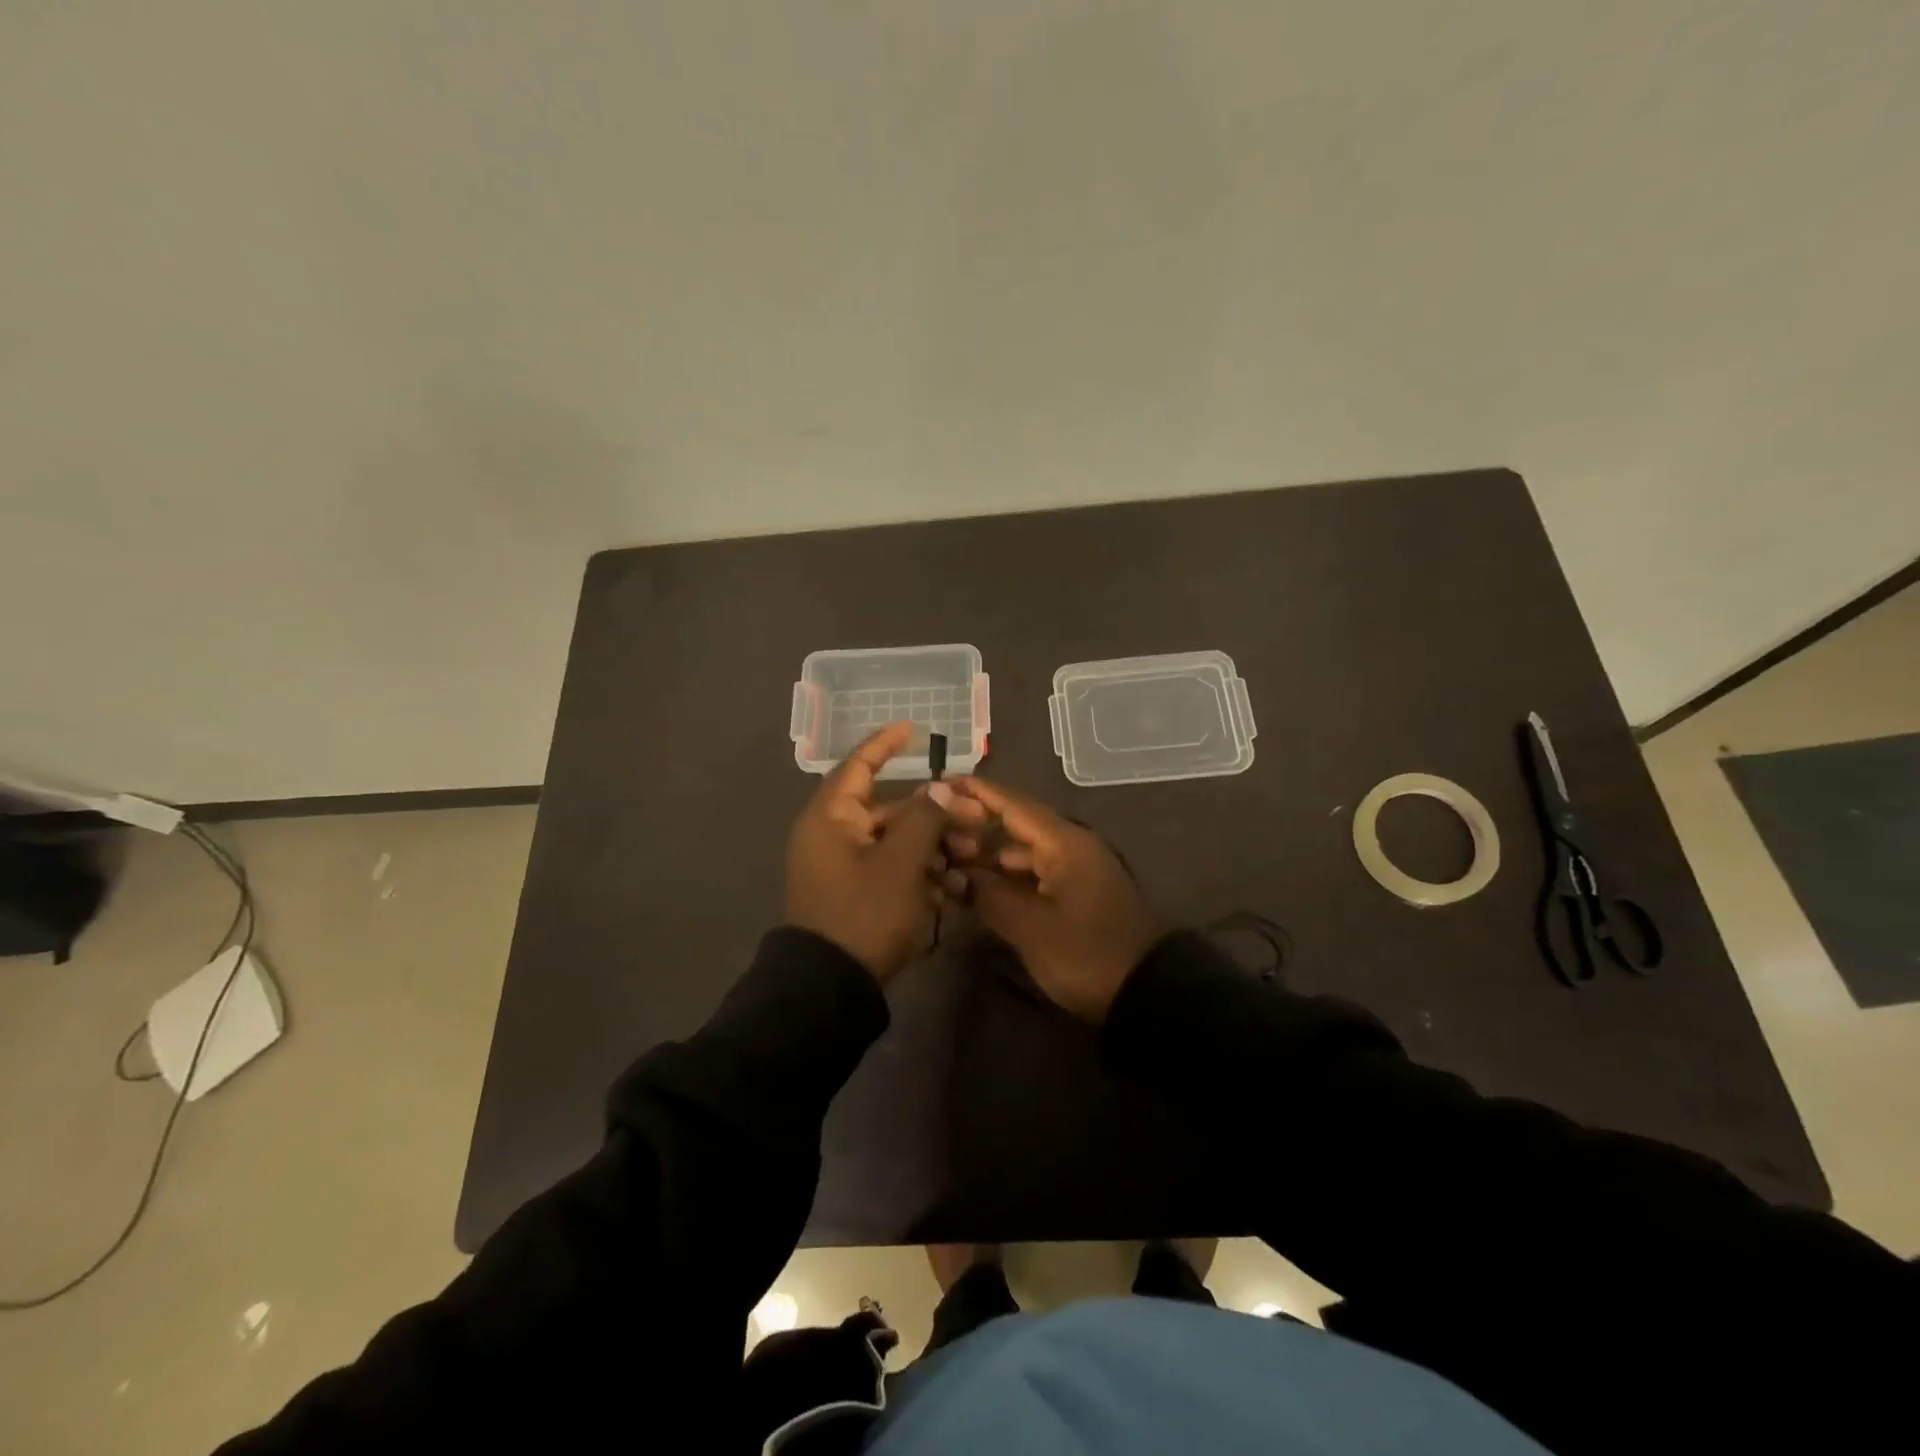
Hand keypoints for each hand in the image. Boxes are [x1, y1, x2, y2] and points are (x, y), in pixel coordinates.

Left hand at [785, 722, 957, 980]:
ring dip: (934, 846)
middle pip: (891, 809)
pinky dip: (920, 873)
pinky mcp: (857, 895)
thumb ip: (924, 819)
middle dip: (935, 813)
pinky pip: (891, 870)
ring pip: (897, 842)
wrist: (829, 989)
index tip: (914, 729)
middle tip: (975, 821)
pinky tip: (952, 887)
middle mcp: (834, 835)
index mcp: (832, 818)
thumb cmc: (863, 914)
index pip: (859, 765)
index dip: (886, 745)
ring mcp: (845, 867)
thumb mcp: (900, 864)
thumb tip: (940, 789)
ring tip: (968, 858)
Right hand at [944, 777, 1160, 1022]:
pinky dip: (1006, 876)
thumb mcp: (1031, 927)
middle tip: (934, 827)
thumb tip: (959, 874)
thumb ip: (990, 895)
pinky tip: (978, 886)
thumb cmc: (1086, 954)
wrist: (1143, 993)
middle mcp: (1070, 847)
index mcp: (1064, 844)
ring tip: (948, 858)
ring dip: (988, 855)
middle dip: (976, 825)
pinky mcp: (1076, 894)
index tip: (942, 782)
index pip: (1014, 805)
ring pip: (1023, 852)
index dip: (977, 792)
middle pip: (1017, 825)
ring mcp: (1075, 871)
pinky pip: (1034, 873)